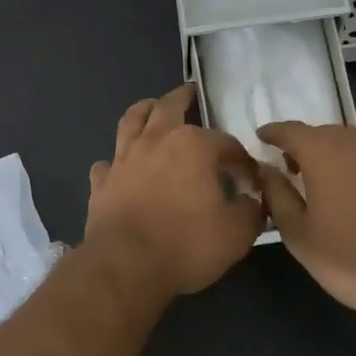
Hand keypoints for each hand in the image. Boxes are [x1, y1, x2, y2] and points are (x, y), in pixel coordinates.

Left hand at [83, 84, 265, 298]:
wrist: (126, 264)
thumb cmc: (186, 244)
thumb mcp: (236, 234)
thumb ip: (250, 212)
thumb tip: (253, 201)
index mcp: (192, 146)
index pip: (225, 143)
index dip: (241, 160)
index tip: (250, 179)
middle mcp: (155, 141)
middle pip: (168, 107)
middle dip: (182, 97)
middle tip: (189, 91)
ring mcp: (123, 158)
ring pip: (131, 121)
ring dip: (143, 110)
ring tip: (150, 107)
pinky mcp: (102, 181)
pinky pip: (108, 163)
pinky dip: (116, 161)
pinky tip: (119, 166)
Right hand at [254, 122, 355, 331]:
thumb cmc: (353, 260)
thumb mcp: (299, 236)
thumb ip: (277, 195)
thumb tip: (267, 169)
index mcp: (324, 150)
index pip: (289, 129)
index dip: (274, 134)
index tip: (264, 139)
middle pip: (330, 136)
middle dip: (315, 152)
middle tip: (307, 176)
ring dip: (355, 162)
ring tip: (355, 192)